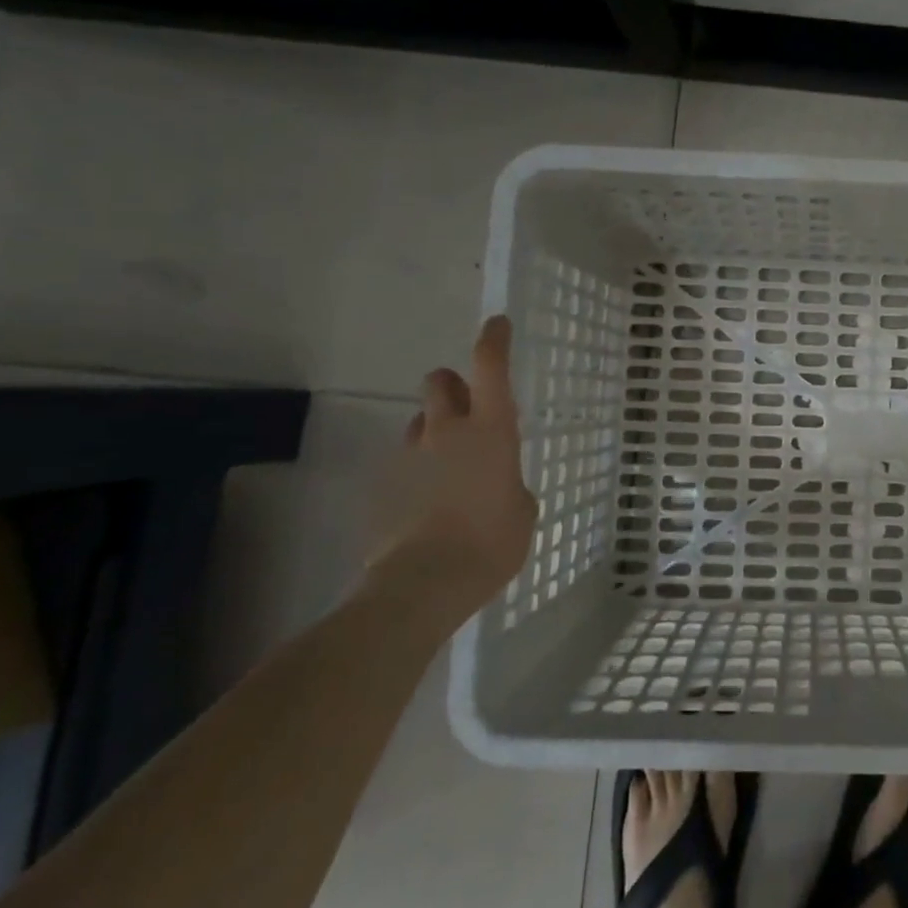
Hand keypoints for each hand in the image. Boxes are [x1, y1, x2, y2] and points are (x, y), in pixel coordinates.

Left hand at [373, 314, 538, 617]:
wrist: (424, 583)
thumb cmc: (492, 542)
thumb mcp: (523, 510)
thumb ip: (511, 484)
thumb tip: (499, 484)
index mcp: (491, 431)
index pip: (490, 367)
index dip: (494, 340)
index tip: (497, 324)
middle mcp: (448, 431)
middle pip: (440, 381)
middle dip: (453, 385)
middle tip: (468, 409)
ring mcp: (411, 456)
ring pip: (420, 422)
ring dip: (435, 430)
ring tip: (450, 467)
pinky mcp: (384, 484)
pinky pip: (406, 462)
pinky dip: (419, 471)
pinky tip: (429, 504)